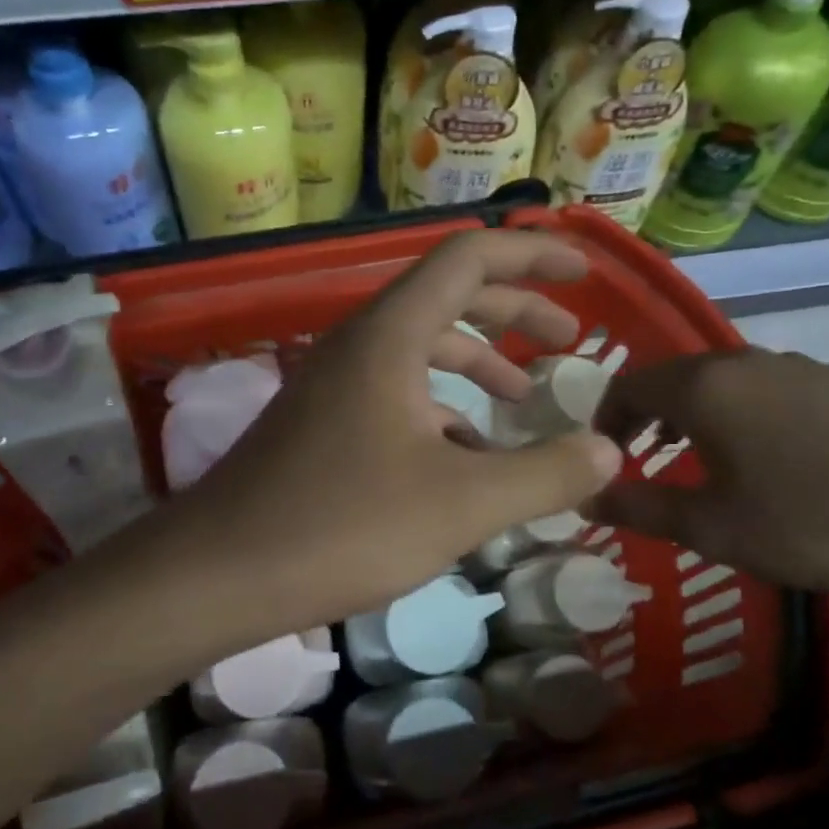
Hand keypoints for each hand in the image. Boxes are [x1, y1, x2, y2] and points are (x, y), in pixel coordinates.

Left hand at [111, 230, 623, 652]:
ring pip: (419, 353)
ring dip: (476, 366)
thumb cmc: (342, 526)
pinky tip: (464, 460)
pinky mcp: (321, 426)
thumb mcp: (462, 504)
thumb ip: (545, 474)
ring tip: (524, 402)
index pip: (470, 258)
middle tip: (569, 340)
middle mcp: (359, 345)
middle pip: (447, 300)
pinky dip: (439, 413)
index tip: (583, 274)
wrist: (218, 573)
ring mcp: (334, 386)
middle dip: (514, 313)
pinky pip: (394, 397)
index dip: (533, 255)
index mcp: (390, 335)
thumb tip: (610, 452)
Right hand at [590, 348, 828, 607]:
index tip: (601, 459)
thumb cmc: (817, 521)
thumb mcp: (714, 527)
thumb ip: (640, 508)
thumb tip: (585, 500)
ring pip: (722, 382)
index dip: (603, 420)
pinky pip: (766, 389)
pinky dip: (740, 414)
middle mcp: (746, 361)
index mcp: (705, 386)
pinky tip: (766, 459)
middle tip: (641, 461)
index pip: (627, 385)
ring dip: (693, 415)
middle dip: (646, 417)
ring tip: (697, 461)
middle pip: (674, 377)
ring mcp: (801, 366)